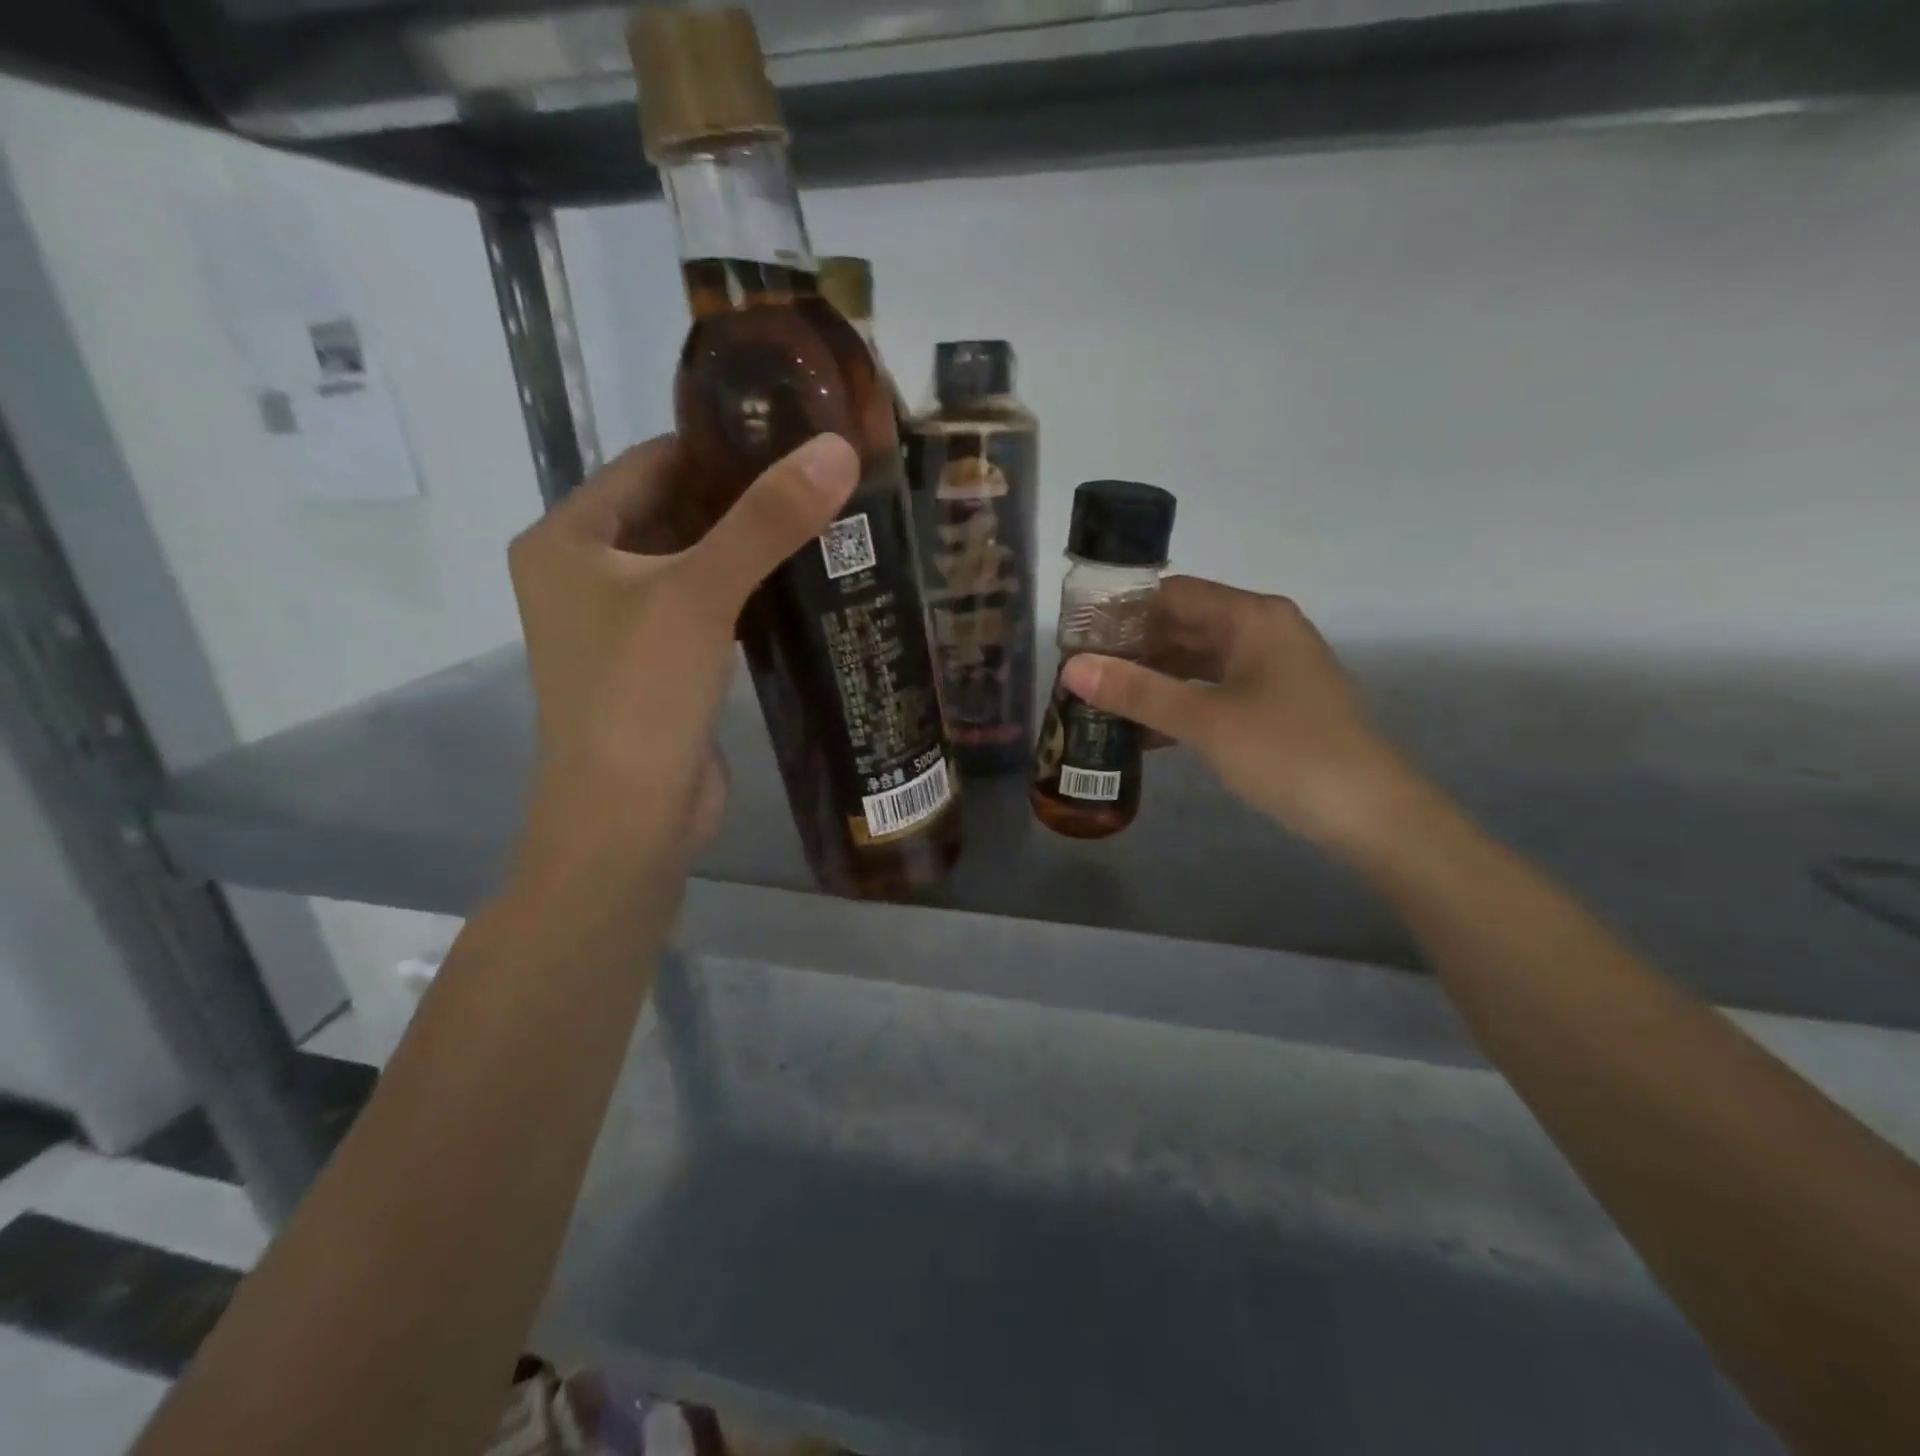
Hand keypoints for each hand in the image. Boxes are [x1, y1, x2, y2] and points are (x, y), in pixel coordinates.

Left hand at [505, 432, 858, 913]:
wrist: (627, 821)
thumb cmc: (640, 695)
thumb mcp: (700, 594)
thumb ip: (766, 521)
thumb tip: (836, 449)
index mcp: (567, 540)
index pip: (650, 464)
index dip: (719, 448)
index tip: (792, 439)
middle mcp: (584, 576)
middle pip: (672, 514)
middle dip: (741, 502)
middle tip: (821, 484)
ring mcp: (621, 628)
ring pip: (693, 567)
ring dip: (748, 551)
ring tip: (824, 528)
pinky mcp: (658, 670)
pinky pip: (705, 613)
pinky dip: (746, 598)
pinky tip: (800, 588)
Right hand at [1059, 577, 1424, 853]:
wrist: (1368, 813)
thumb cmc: (1286, 753)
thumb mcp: (1204, 721)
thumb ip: (1137, 691)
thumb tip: (1071, 669)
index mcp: (1251, 617)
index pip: (1172, 594)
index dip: (1122, 612)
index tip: (1077, 637)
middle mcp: (1262, 630)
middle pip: (1184, 625)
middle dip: (1133, 649)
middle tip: (1082, 674)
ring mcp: (1271, 667)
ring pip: (1197, 660)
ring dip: (1153, 679)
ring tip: (1102, 700)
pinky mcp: (1274, 700)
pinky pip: (1214, 688)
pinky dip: (1180, 702)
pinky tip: (1144, 729)